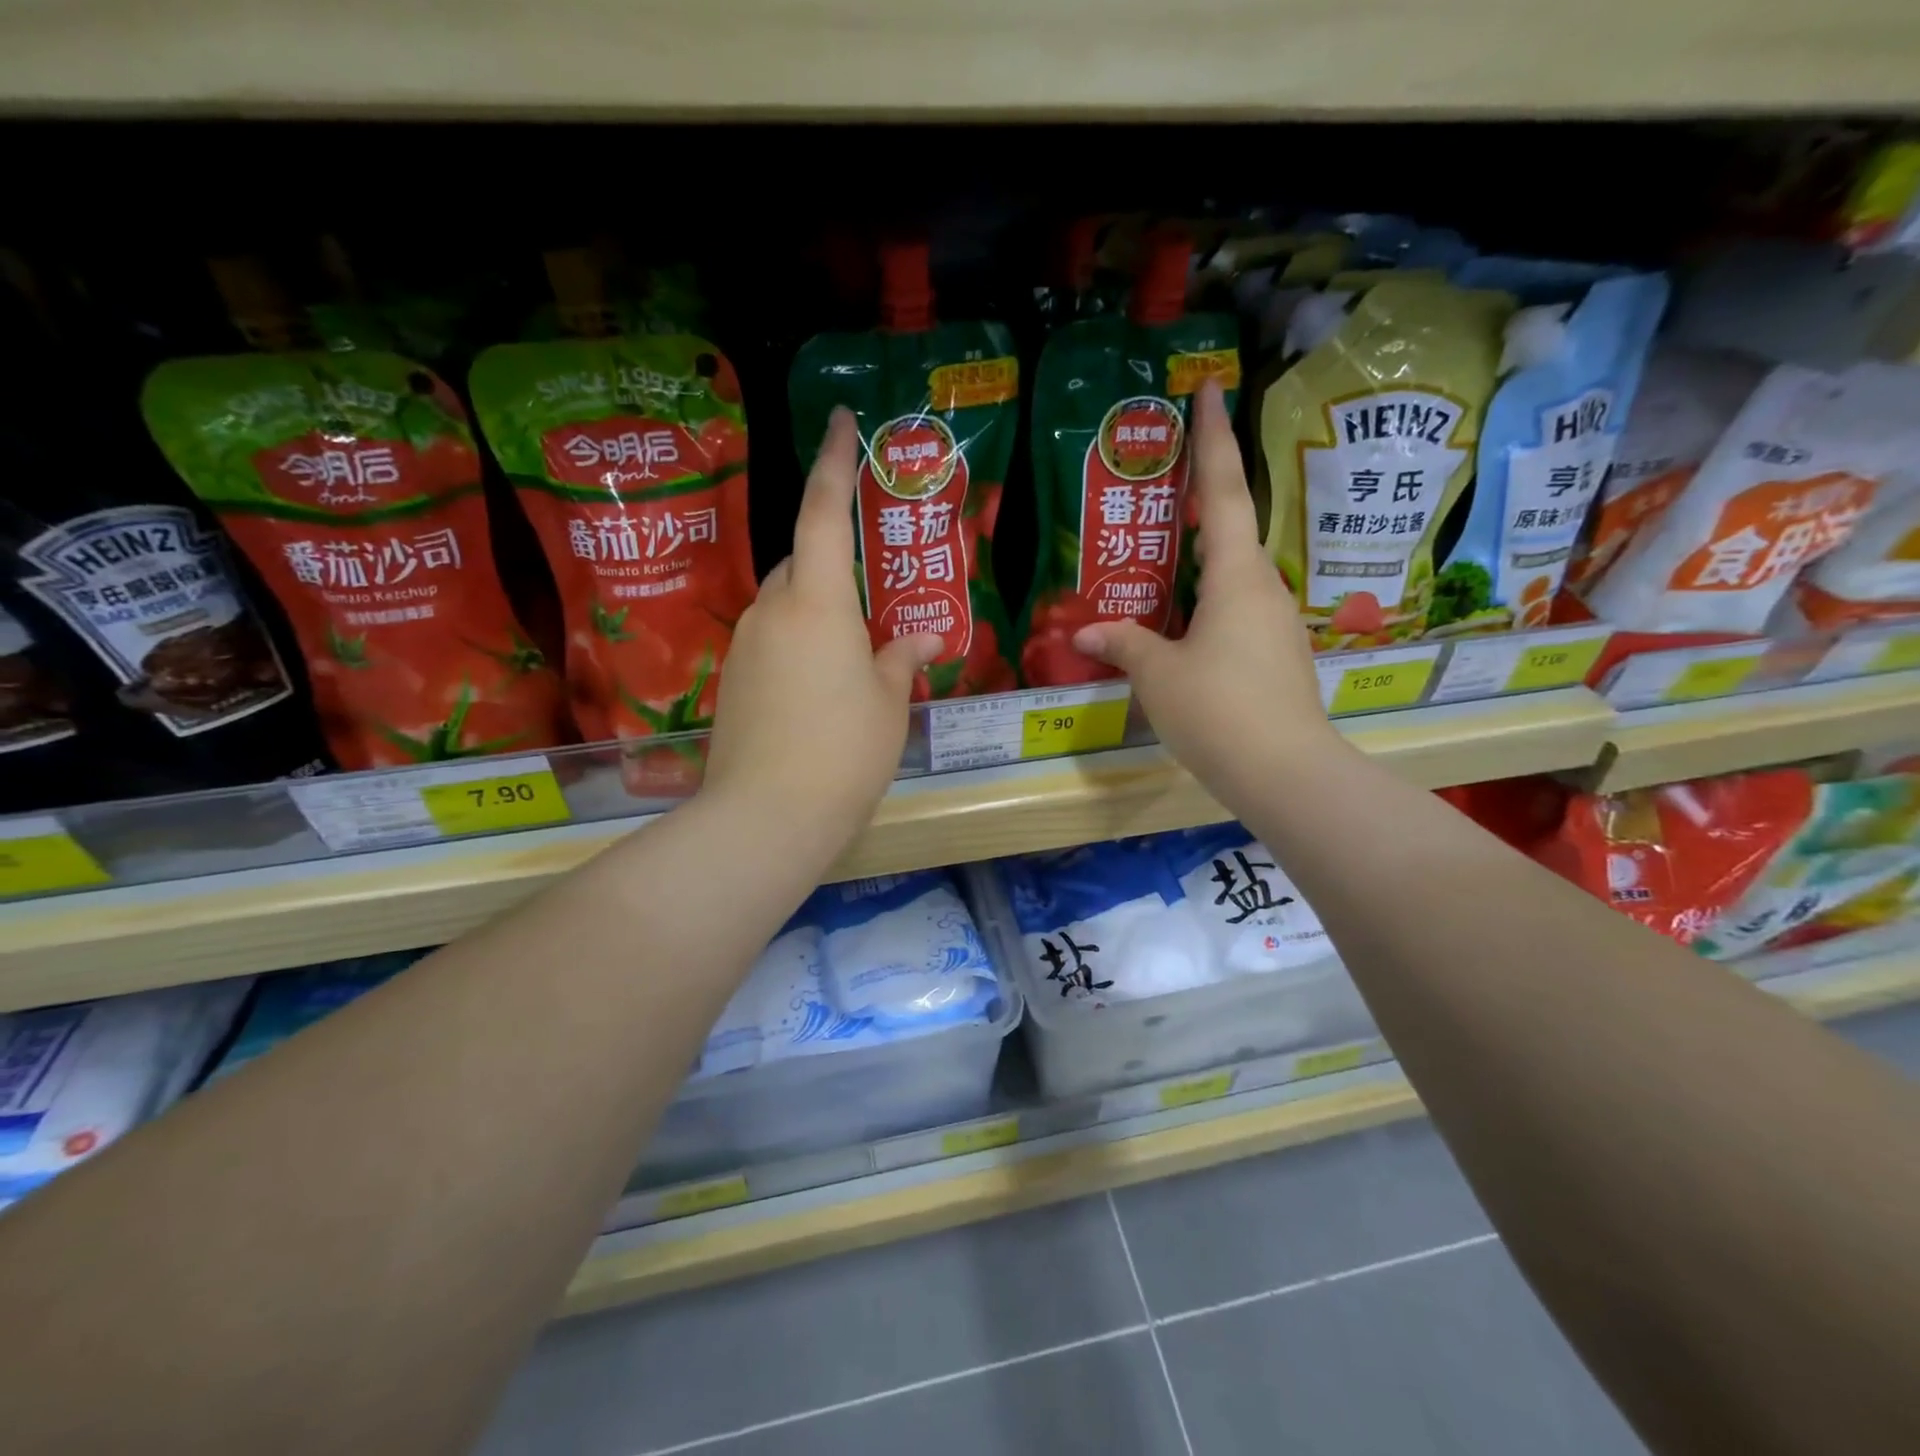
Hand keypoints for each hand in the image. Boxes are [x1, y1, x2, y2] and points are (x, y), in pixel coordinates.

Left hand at [702, 407, 941, 852]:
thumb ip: (900, 658)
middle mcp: (773, 611)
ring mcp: (745, 646)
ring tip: (853, 660)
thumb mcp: (888, 703)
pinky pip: (772, 643)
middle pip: (801, 563)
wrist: (767, 817)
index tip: (839, 421)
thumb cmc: (844, 751)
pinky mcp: (732, 681)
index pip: (824, 513)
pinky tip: (821, 692)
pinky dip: (798, 649)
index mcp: (818, 602)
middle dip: (833, 565)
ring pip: (786, 606)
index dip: (834, 463)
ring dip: (818, 615)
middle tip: (872, 601)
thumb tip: (921, 638)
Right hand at [1072, 382, 1339, 815]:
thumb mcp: (1158, 675)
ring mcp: (1275, 624)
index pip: (1222, 492)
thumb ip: (1124, 644)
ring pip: (1232, 576)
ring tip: (1160, 559)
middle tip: (1163, 481)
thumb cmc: (1218, 710)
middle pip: (1230, 529)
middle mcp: (1263, 588)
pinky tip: (1179, 624)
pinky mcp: (1276, 656)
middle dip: (1200, 499)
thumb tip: (1087, 634)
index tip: (1212, 390)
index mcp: (1236, 576)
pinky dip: (1206, 604)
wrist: (1286, 773)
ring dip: (1199, 561)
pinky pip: (1236, 612)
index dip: (1213, 439)